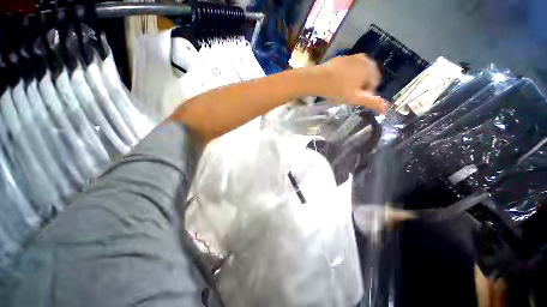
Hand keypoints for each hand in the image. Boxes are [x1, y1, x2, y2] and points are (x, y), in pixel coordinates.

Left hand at [308, 54, 385, 112]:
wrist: (318, 79)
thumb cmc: (337, 90)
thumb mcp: (355, 98)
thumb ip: (372, 102)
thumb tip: (387, 109)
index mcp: (370, 68)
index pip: (375, 83)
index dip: (366, 93)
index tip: (355, 99)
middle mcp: (364, 59)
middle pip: (367, 77)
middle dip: (360, 87)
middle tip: (347, 95)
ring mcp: (352, 57)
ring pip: (357, 73)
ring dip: (353, 82)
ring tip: (341, 91)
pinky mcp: (342, 58)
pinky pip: (349, 69)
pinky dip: (346, 76)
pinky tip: (336, 84)